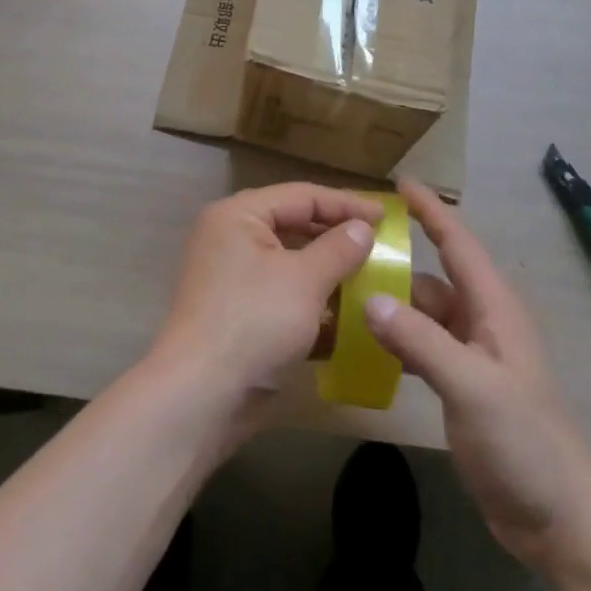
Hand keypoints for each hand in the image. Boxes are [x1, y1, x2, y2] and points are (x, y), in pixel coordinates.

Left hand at [151, 184, 381, 415]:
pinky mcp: (240, 314)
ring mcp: (233, 278)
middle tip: (382, 245)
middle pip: (294, 226)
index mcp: (239, 216)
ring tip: (372, 279)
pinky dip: (312, 302)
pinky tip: (348, 316)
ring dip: (329, 272)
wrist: (202, 395)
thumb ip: (338, 248)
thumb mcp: (304, 280)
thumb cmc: (255, 321)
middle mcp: (231, 238)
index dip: (346, 204)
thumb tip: (363, 227)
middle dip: (337, 238)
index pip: (301, 196)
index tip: (388, 217)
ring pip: (290, 264)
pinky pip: (282, 295)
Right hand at [365, 179, 590, 563]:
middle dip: (397, 258)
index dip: (432, 210)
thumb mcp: (472, 387)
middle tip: (347, 247)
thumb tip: (369, 298)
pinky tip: (366, 344)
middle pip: (434, 276)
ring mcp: (473, 355)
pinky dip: (396, 338)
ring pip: (424, 312)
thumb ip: (421, 340)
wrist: (561, 520)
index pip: (459, 243)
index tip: (399, 183)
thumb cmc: (525, 444)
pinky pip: (422, 344)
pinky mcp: (462, 384)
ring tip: (343, 295)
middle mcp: (483, 322)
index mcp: (494, 309)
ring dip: (391, 303)